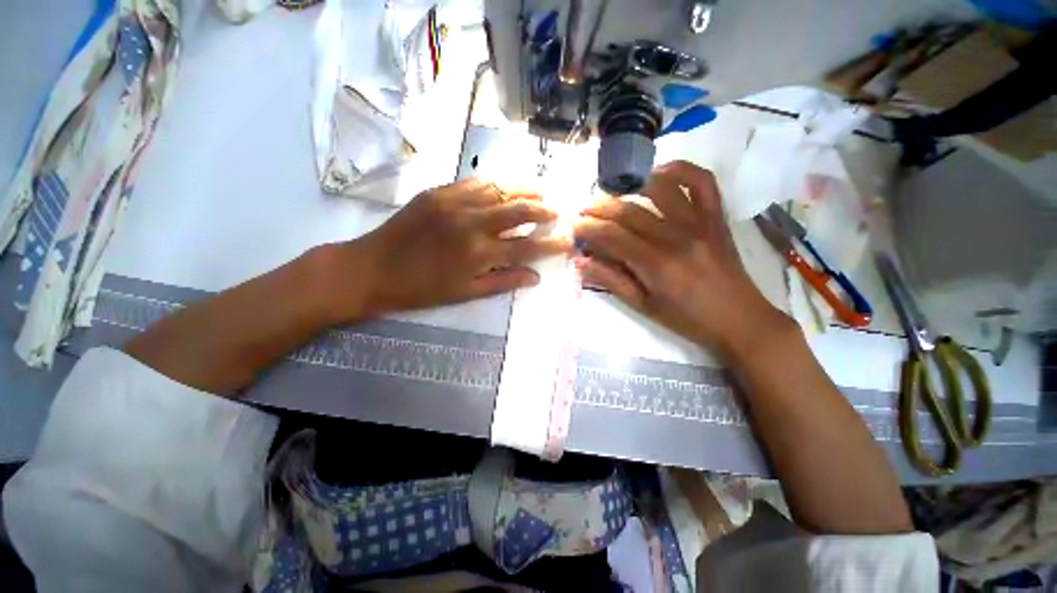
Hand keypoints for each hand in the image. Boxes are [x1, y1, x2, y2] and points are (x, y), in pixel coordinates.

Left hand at [336, 178, 569, 319]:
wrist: (373, 268)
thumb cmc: (421, 289)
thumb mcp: (465, 293)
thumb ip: (503, 281)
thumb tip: (535, 277)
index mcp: (479, 253)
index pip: (527, 246)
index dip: (551, 244)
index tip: (567, 241)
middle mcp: (472, 223)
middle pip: (518, 210)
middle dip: (542, 210)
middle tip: (555, 211)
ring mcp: (455, 202)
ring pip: (500, 190)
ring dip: (524, 190)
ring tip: (540, 191)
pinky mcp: (439, 192)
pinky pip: (475, 182)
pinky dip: (496, 183)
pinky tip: (505, 186)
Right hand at [574, 161, 791, 358]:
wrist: (739, 319)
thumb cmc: (686, 319)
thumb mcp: (642, 306)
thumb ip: (611, 280)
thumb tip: (581, 262)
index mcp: (657, 265)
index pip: (613, 237)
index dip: (589, 229)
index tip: (575, 227)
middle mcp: (677, 238)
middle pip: (630, 212)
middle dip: (600, 207)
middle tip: (584, 209)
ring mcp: (700, 223)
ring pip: (661, 189)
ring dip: (631, 185)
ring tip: (614, 192)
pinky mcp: (716, 218)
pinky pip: (702, 182)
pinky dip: (680, 170)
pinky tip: (660, 172)